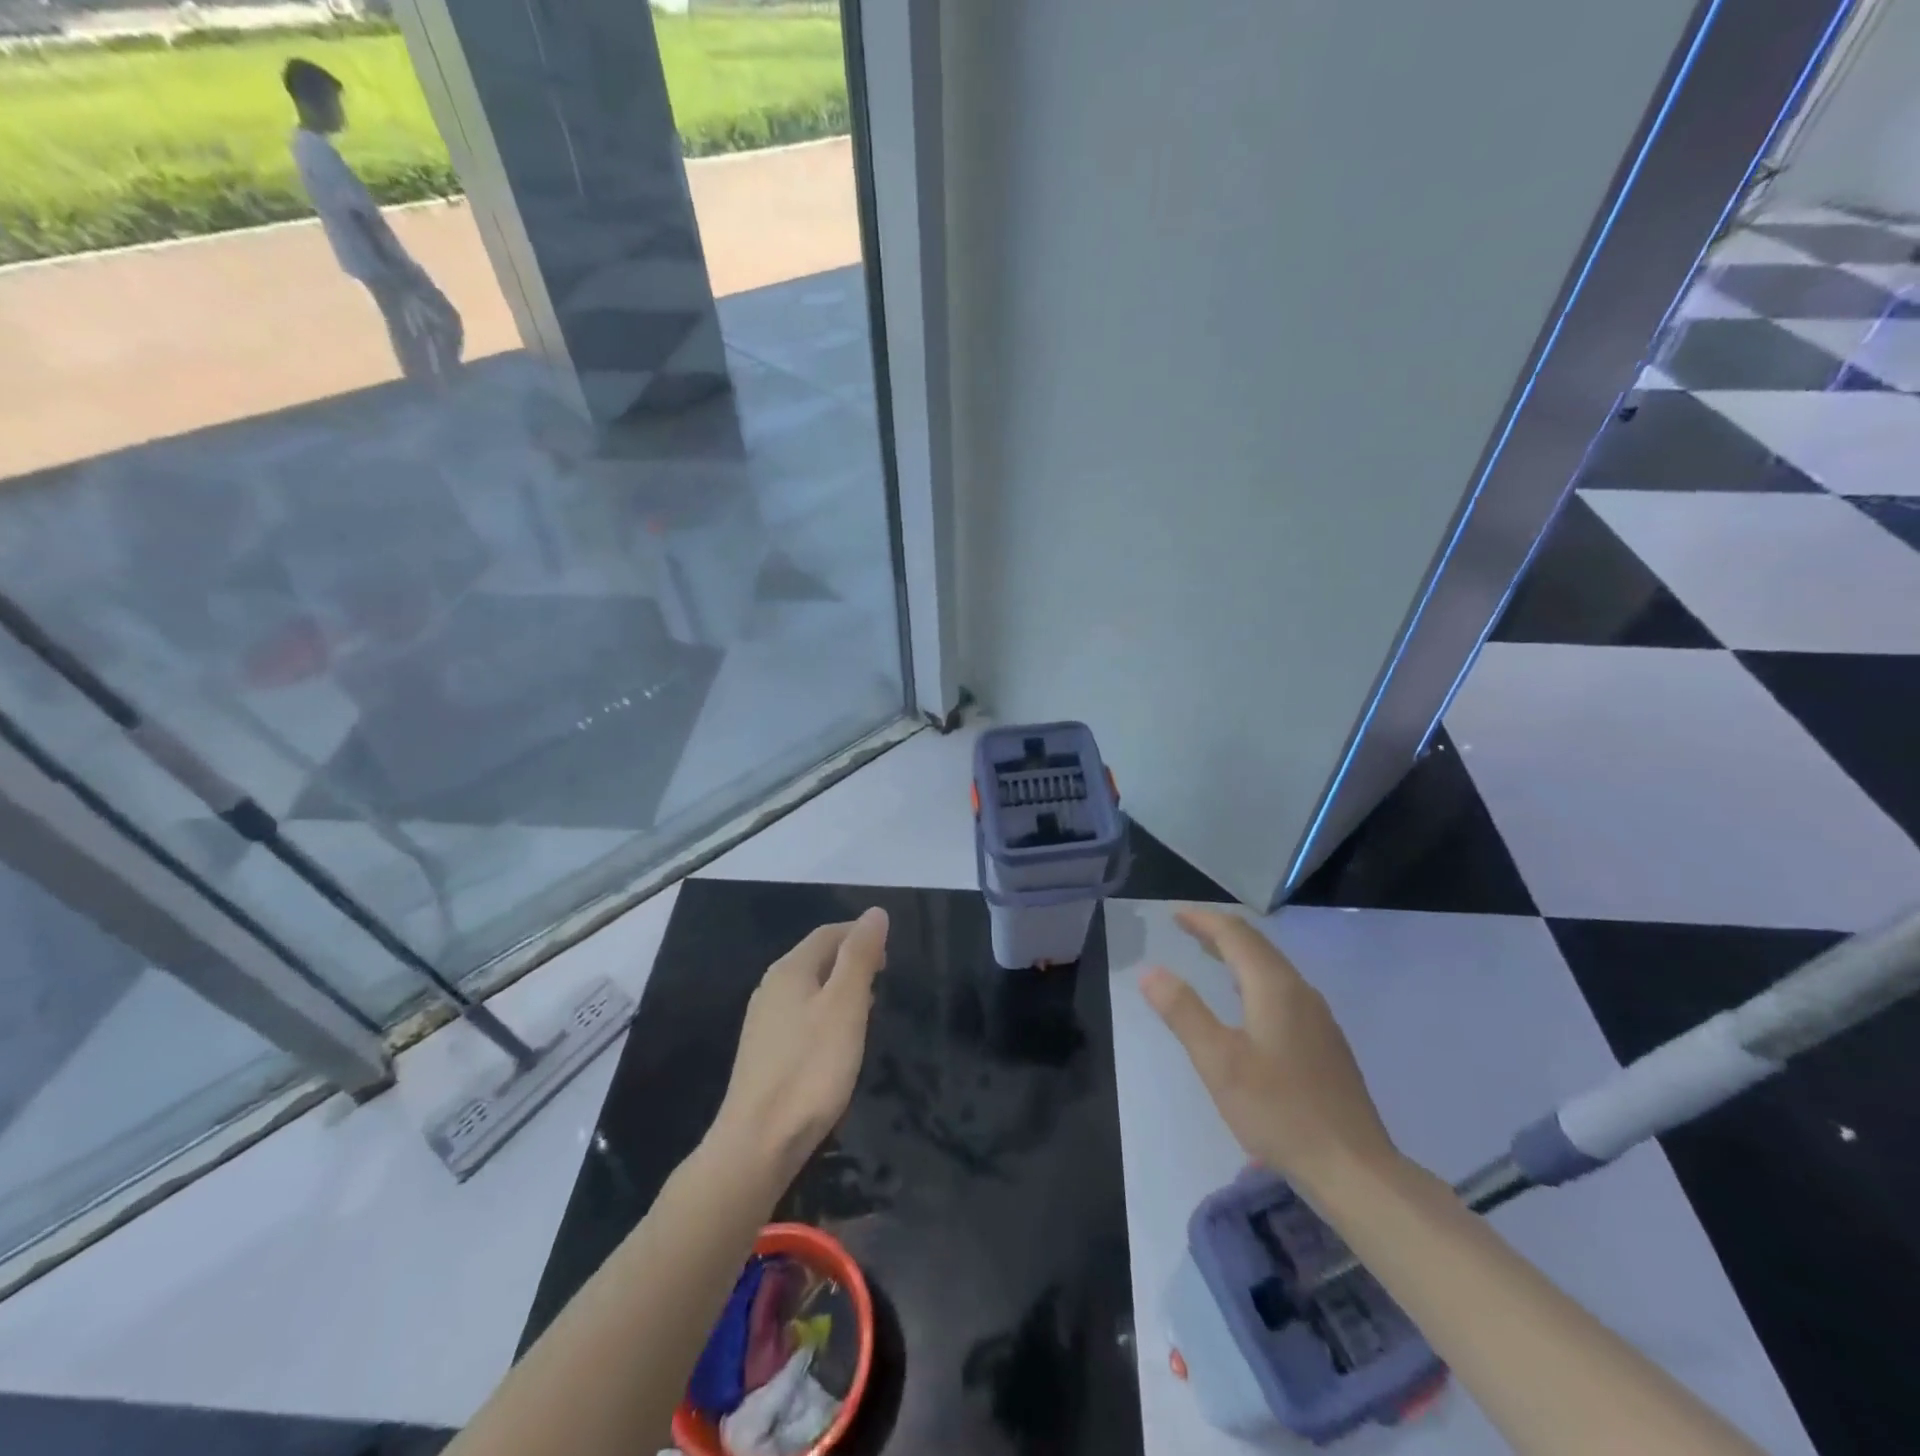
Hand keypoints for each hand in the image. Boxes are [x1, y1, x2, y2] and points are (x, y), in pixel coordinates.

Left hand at [709, 908, 889, 1186]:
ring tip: (867, 1009)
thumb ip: (859, 956)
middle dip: (851, 961)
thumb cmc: (810, 1069)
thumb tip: (874, 912)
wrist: (758, 1143)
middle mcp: (771, 987)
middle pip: (817, 958)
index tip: (889, 956)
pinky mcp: (764, 1052)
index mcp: (789, 970)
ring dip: (840, 989)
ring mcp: (763, 1021)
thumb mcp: (845, 1006)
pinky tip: (837, 1042)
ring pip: (809, 988)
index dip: (860, 935)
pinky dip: (826, 1014)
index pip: (828, 934)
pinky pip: (801, 1016)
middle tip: (882, 981)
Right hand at [1142, 908, 1397, 1192]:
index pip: (1235, 935)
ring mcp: (1318, 1018)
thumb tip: (1151, 971)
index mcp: (1275, 988)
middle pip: (1257, 946)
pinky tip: (1245, 1003)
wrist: (1354, 1169)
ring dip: (1238, 955)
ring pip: (1272, 968)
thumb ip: (1183, 1012)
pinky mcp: (1325, 1043)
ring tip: (1209, 955)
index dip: (1203, 920)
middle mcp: (1301, 992)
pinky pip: (1283, 990)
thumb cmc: (1279, 1111)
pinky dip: (1253, 979)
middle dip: (1219, 932)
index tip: (1174, 914)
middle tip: (1186, 928)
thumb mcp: (1219, 1062)